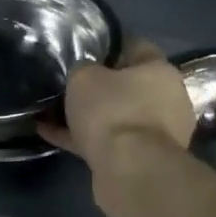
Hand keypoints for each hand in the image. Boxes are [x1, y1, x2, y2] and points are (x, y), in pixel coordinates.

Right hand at [41, 39, 195, 166]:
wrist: (130, 171)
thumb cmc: (112, 111)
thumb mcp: (84, 76)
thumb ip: (83, 68)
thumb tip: (84, 72)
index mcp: (160, 71)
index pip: (135, 46)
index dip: (107, 45)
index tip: (83, 47)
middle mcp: (167, 100)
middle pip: (127, 85)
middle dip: (98, 85)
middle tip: (67, 82)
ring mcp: (157, 133)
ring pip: (116, 116)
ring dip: (88, 115)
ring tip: (51, 110)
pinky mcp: (142, 160)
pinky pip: (108, 141)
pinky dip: (82, 138)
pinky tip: (49, 133)